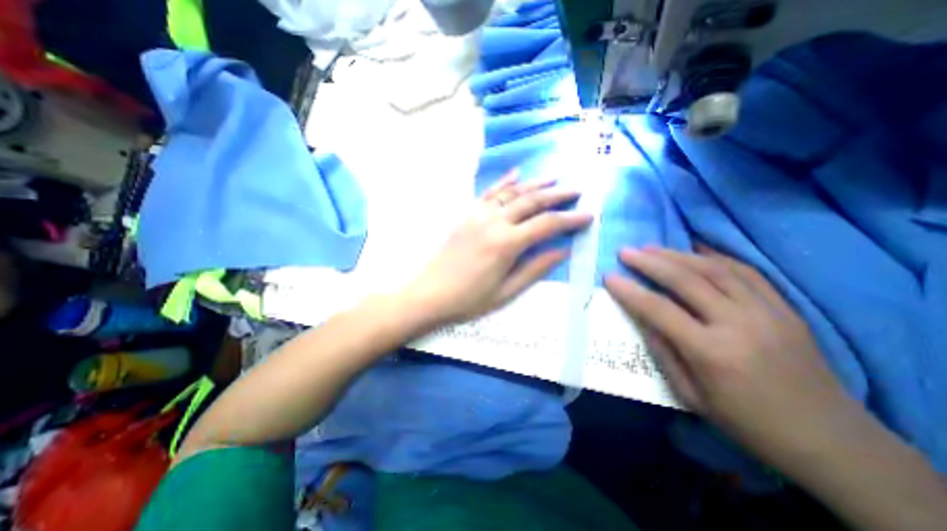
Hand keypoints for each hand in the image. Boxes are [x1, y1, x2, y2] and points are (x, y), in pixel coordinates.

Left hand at [400, 171, 588, 327]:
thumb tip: (562, 251)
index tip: (589, 214)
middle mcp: (494, 222)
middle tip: (577, 190)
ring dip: (535, 184)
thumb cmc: (469, 298)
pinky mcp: (467, 214)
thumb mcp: (507, 291)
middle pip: (532, 201)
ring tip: (555, 178)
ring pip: (512, 192)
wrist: (430, 293)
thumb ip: (535, 268)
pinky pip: (489, 192)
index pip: (546, 225)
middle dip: (557, 195)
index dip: (570, 219)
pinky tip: (517, 173)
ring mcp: (478, 214)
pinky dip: (505, 182)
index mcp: (507, 244)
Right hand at [607, 245, 858, 464]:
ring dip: (677, 254)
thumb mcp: (690, 395)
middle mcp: (739, 324)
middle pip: (686, 281)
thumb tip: (643, 319)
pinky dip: (714, 257)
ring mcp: (767, 312)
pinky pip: (744, 271)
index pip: (659, 310)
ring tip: (651, 247)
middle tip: (626, 252)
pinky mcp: (784, 307)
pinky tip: (694, 250)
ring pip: (714, 269)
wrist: (830, 438)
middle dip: (650, 262)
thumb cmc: (746, 421)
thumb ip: (663, 351)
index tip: (609, 277)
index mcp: (712, 352)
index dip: (630, 291)